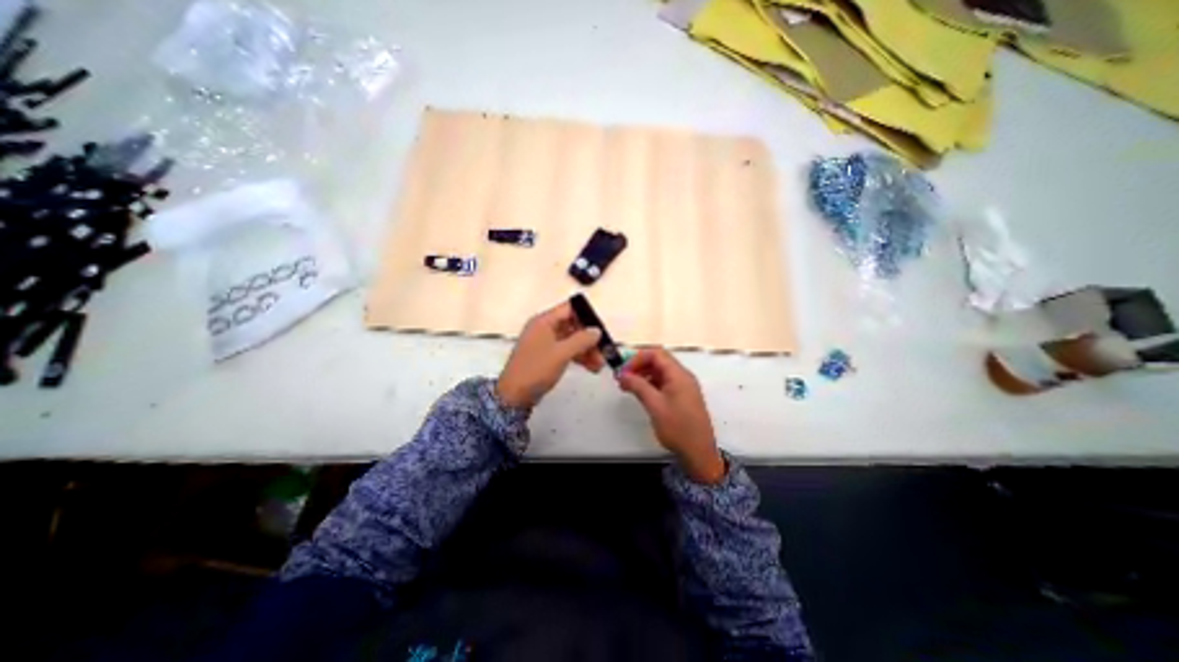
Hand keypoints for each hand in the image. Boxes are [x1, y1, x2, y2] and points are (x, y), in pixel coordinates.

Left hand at [497, 303, 606, 410]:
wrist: (514, 395)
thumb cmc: (536, 369)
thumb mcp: (562, 353)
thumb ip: (582, 340)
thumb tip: (597, 330)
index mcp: (544, 321)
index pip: (569, 309)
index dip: (586, 316)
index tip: (601, 329)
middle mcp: (544, 328)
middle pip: (573, 325)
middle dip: (589, 338)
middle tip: (604, 352)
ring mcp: (545, 343)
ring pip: (571, 340)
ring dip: (587, 350)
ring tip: (600, 365)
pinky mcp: (546, 356)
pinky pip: (566, 351)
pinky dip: (579, 357)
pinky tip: (591, 368)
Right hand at [614, 350, 723, 484]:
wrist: (699, 453)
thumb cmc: (677, 428)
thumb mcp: (655, 405)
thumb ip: (638, 386)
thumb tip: (622, 374)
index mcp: (679, 374)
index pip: (656, 354)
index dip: (637, 358)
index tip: (623, 370)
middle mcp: (683, 376)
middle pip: (658, 361)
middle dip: (639, 366)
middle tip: (622, 378)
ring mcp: (684, 386)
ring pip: (660, 372)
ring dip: (643, 375)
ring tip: (627, 386)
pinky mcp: (682, 397)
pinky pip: (664, 382)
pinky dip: (650, 384)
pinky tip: (640, 393)